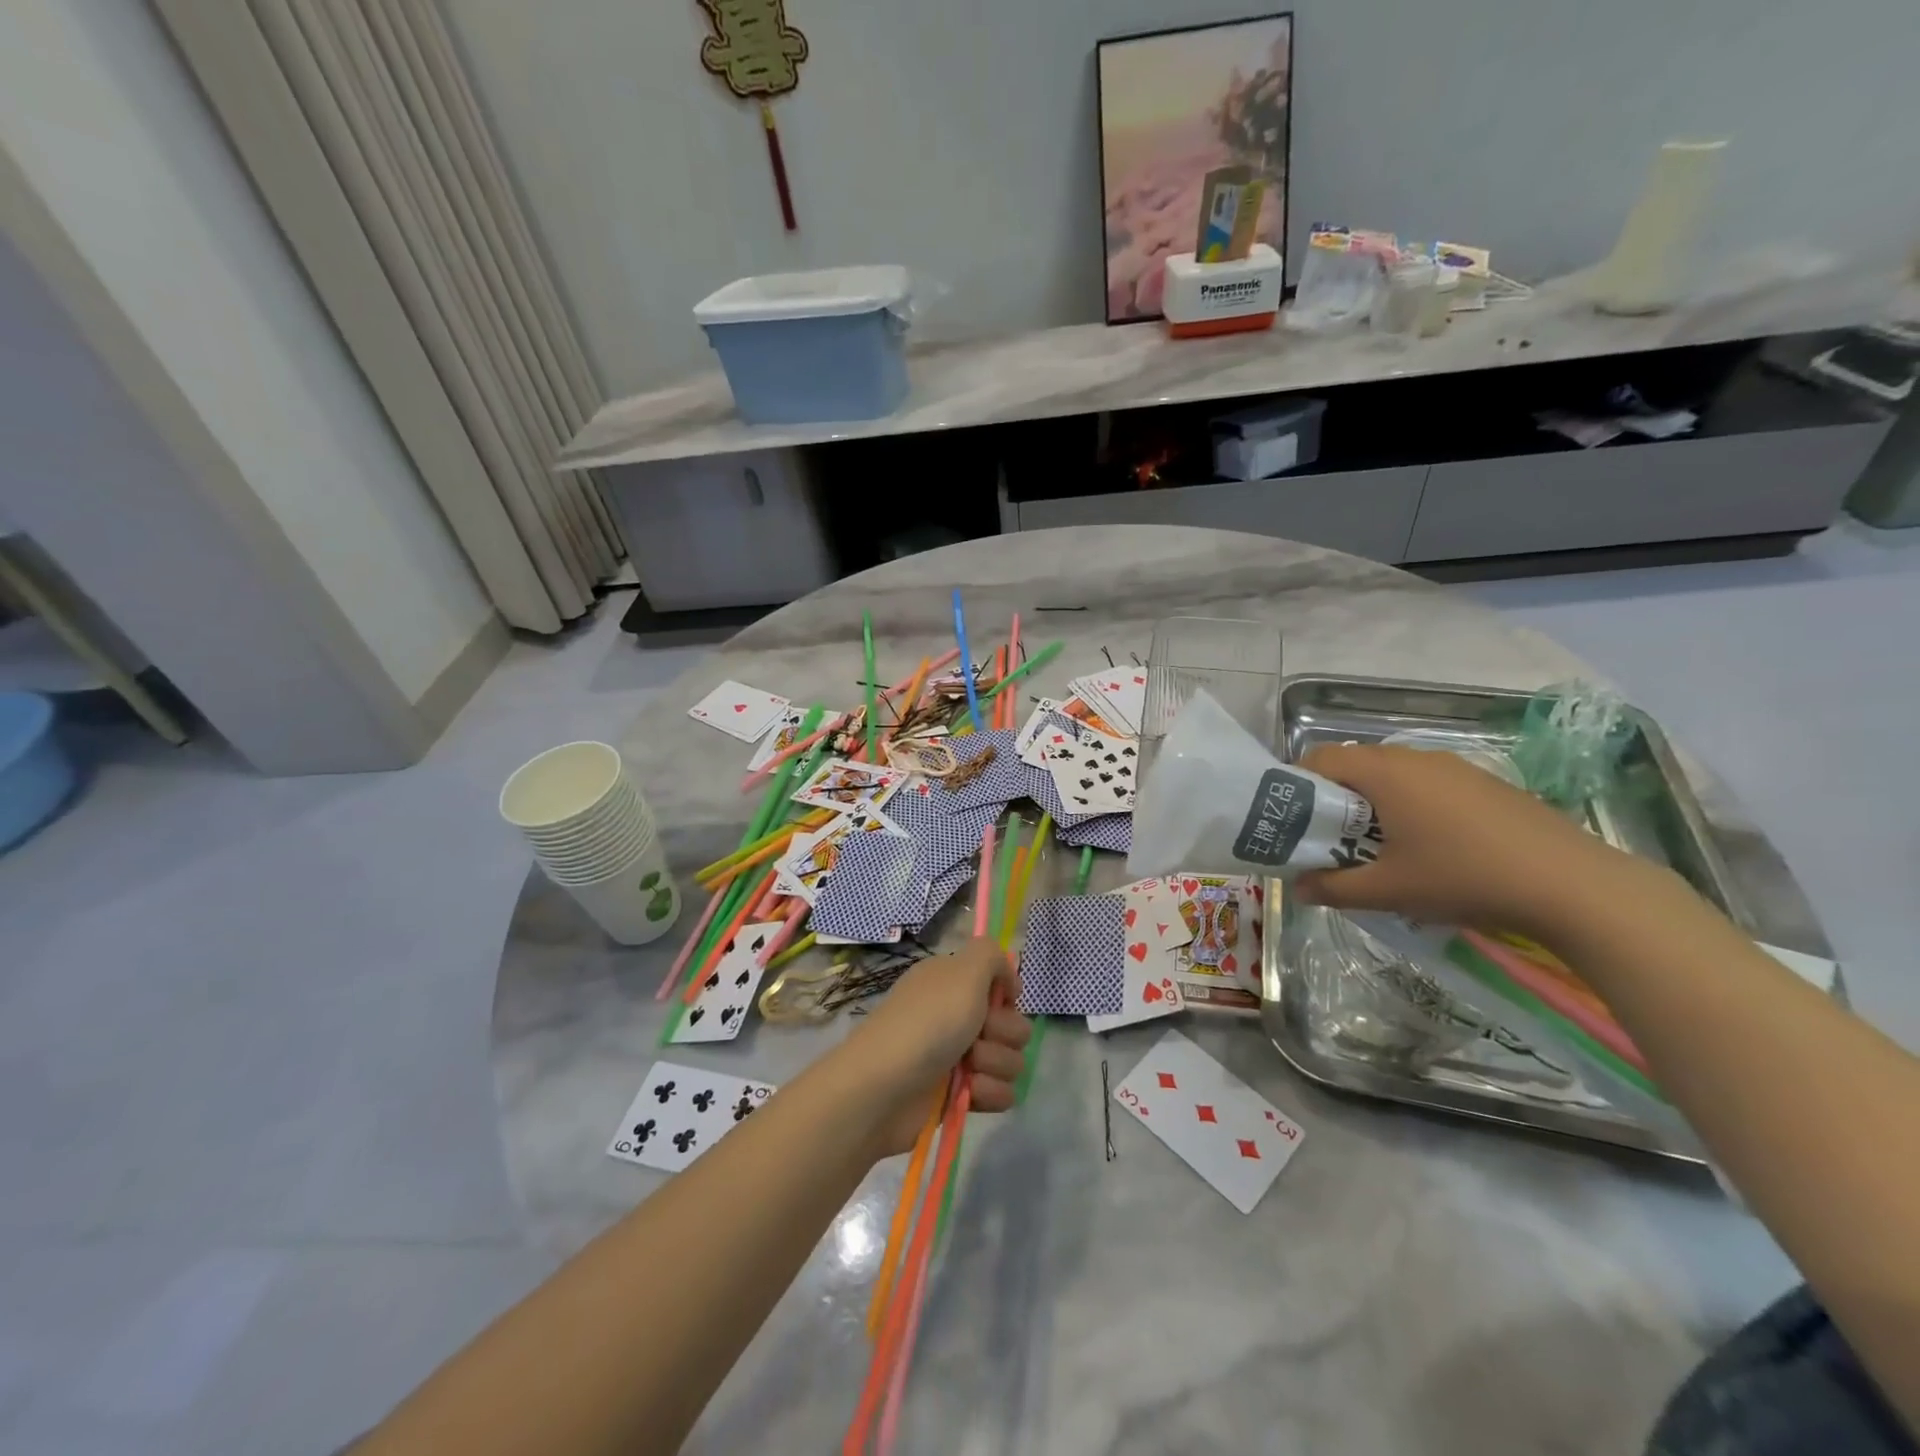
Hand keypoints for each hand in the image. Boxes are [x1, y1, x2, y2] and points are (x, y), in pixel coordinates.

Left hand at [839, 939, 1030, 1156]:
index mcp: (954, 983)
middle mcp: (957, 1016)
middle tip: (977, 1036)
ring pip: (1010, 1059)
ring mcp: (959, 1057)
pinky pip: (1000, 1092)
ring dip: (995, 1063)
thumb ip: (990, 954)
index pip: (1000, 985)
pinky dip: (988, 1092)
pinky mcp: (961, 1095)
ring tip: (969, 1069)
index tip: (1001, 1001)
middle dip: (1003, 1032)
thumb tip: (1006, 974)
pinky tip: (969, 1093)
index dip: (1006, 996)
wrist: (884, 1088)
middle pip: (1012, 1024)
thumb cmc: (926, 1022)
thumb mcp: (963, 971)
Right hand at [1293, 743, 1645, 942]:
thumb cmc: (1464, 877)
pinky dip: (1411, 810)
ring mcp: (1456, 769)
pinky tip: (1431, 851)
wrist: (1574, 886)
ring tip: (1381, 852)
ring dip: (1374, 808)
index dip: (1297, 786)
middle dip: (1335, 803)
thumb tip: (1297, 888)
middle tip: (1332, 844)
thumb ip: (1332, 888)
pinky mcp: (1486, 785)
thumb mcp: (1388, 890)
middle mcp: (1416, 758)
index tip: (1294, 824)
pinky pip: (1428, 787)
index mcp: (1384, 772)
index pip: (1320, 758)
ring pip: (1394, 779)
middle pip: (1355, 767)